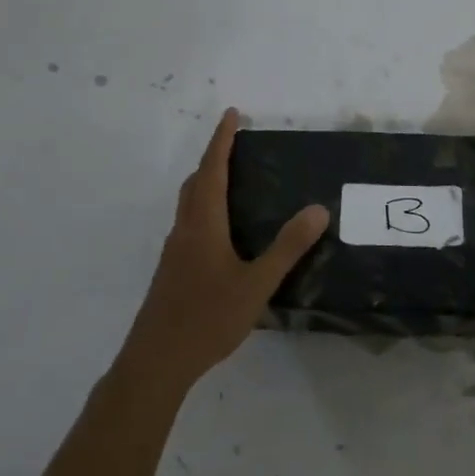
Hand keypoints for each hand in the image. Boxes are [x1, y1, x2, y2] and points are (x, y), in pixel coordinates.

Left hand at [118, 108, 328, 396]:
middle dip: (213, 157)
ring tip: (232, 180)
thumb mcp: (257, 284)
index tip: (231, 114)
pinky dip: (204, 208)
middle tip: (235, 145)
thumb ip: (287, 247)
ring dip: (206, 182)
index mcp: (203, 224)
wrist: (156, 361)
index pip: (212, 170)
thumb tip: (318, 209)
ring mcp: (174, 251)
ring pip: (188, 203)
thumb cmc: (207, 318)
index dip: (221, 140)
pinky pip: (188, 223)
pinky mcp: (171, 270)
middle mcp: (185, 230)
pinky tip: (222, 232)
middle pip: (195, 182)